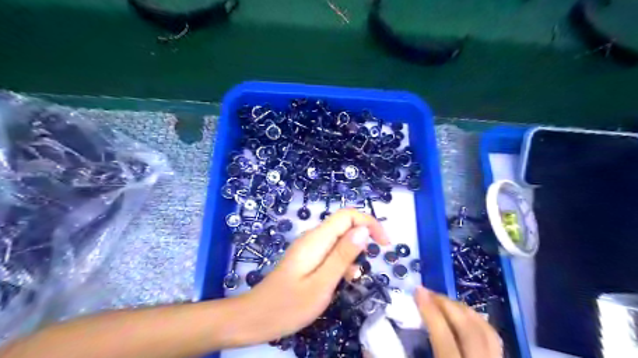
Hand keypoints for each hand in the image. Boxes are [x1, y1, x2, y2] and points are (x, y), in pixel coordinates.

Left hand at [239, 208, 388, 345]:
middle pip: (344, 225)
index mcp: (316, 239)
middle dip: (362, 240)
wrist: (256, 318)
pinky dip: (341, 263)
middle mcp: (313, 237)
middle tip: (367, 265)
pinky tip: (340, 281)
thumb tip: (363, 230)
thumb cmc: (289, 305)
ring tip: (350, 280)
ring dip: (352, 255)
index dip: (369, 223)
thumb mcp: (321, 283)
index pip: (348, 215)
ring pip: (339, 240)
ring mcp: (309, 247)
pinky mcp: (308, 258)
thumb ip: (343, 256)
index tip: (384, 245)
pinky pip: (331, 252)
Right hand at [414, 286, 503, 357]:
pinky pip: (494, 339)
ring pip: (487, 331)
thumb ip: (415, 351)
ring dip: (463, 310)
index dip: (430, 311)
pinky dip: (478, 322)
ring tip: (443, 302)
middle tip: (428, 293)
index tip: (418, 291)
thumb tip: (397, 330)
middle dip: (447, 304)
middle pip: (469, 329)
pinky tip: (464, 318)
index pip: (444, 337)